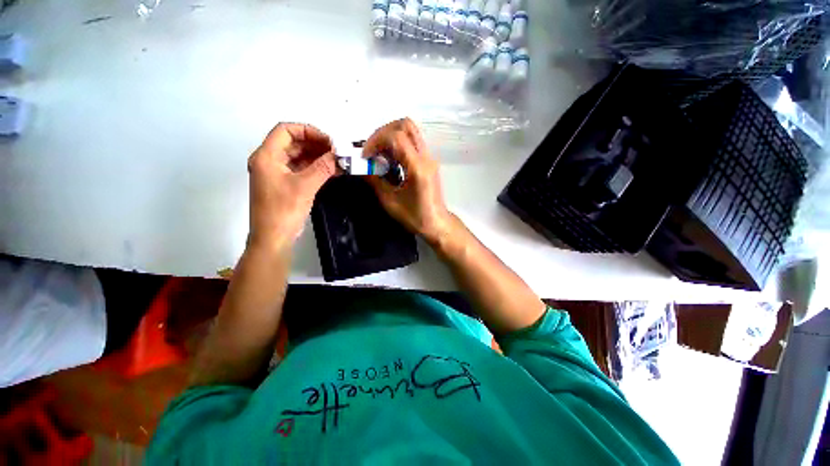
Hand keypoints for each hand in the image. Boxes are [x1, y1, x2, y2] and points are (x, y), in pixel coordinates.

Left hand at [247, 123, 335, 251]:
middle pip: (293, 143)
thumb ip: (323, 168)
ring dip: (318, 157)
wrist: (273, 238)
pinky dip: (316, 168)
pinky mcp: (285, 184)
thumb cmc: (283, 210)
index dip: (308, 131)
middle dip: (316, 144)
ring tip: (338, 161)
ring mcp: (277, 173)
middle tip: (337, 152)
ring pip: (298, 156)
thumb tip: (340, 155)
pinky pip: (301, 169)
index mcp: (266, 156)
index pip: (286, 130)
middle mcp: (269, 161)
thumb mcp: (305, 186)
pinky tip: (332, 171)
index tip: (329, 141)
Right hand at [364, 118, 451, 242]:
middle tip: (372, 149)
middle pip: (406, 125)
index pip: (396, 137)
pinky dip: (398, 144)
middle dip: (383, 132)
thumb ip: (375, 181)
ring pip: (410, 131)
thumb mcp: (390, 202)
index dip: (376, 140)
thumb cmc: (415, 217)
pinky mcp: (428, 161)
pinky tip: (390, 160)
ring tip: (379, 154)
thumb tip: (361, 167)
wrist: (436, 223)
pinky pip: (412, 142)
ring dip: (391, 137)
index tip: (366, 156)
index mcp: (417, 168)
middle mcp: (426, 157)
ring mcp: (429, 158)